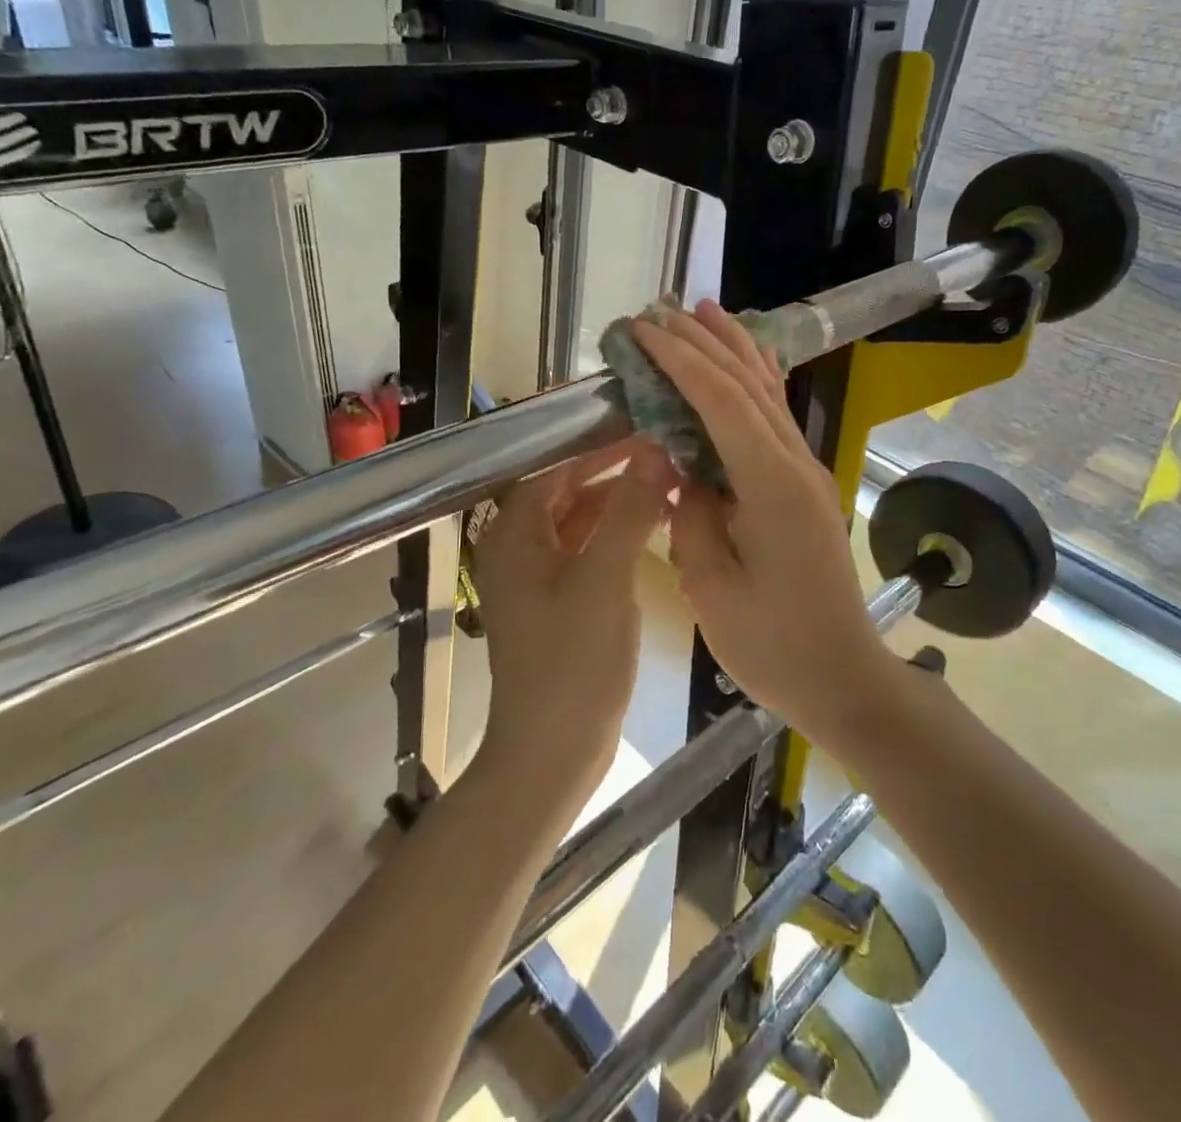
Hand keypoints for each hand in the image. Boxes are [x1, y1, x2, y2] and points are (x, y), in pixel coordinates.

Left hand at [473, 438, 677, 786]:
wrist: (553, 754)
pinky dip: (616, 534)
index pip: (555, 467)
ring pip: (579, 520)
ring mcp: (537, 576)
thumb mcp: (604, 580)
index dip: (599, 445)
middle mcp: (517, 547)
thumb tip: (655, 451)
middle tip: (665, 449)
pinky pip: (587, 549)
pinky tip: (655, 523)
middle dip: (613, 470)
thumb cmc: (572, 664)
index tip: (647, 425)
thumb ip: (629, 512)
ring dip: (618, 501)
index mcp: (512, 534)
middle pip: (566, 490)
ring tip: (669, 479)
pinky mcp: (558, 600)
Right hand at [630, 304, 895, 749]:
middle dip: (701, 342)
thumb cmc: (773, 646)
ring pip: (768, 392)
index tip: (642, 331)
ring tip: (702, 311)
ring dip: (732, 348)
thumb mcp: (712, 588)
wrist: (843, 677)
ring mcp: (806, 471)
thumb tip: (683, 471)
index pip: (721, 401)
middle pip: (747, 384)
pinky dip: (753, 380)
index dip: (680, 360)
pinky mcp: (804, 485)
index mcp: (771, 486)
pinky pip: (774, 418)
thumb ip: (690, 516)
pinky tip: (741, 364)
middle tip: (658, 310)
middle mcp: (795, 464)